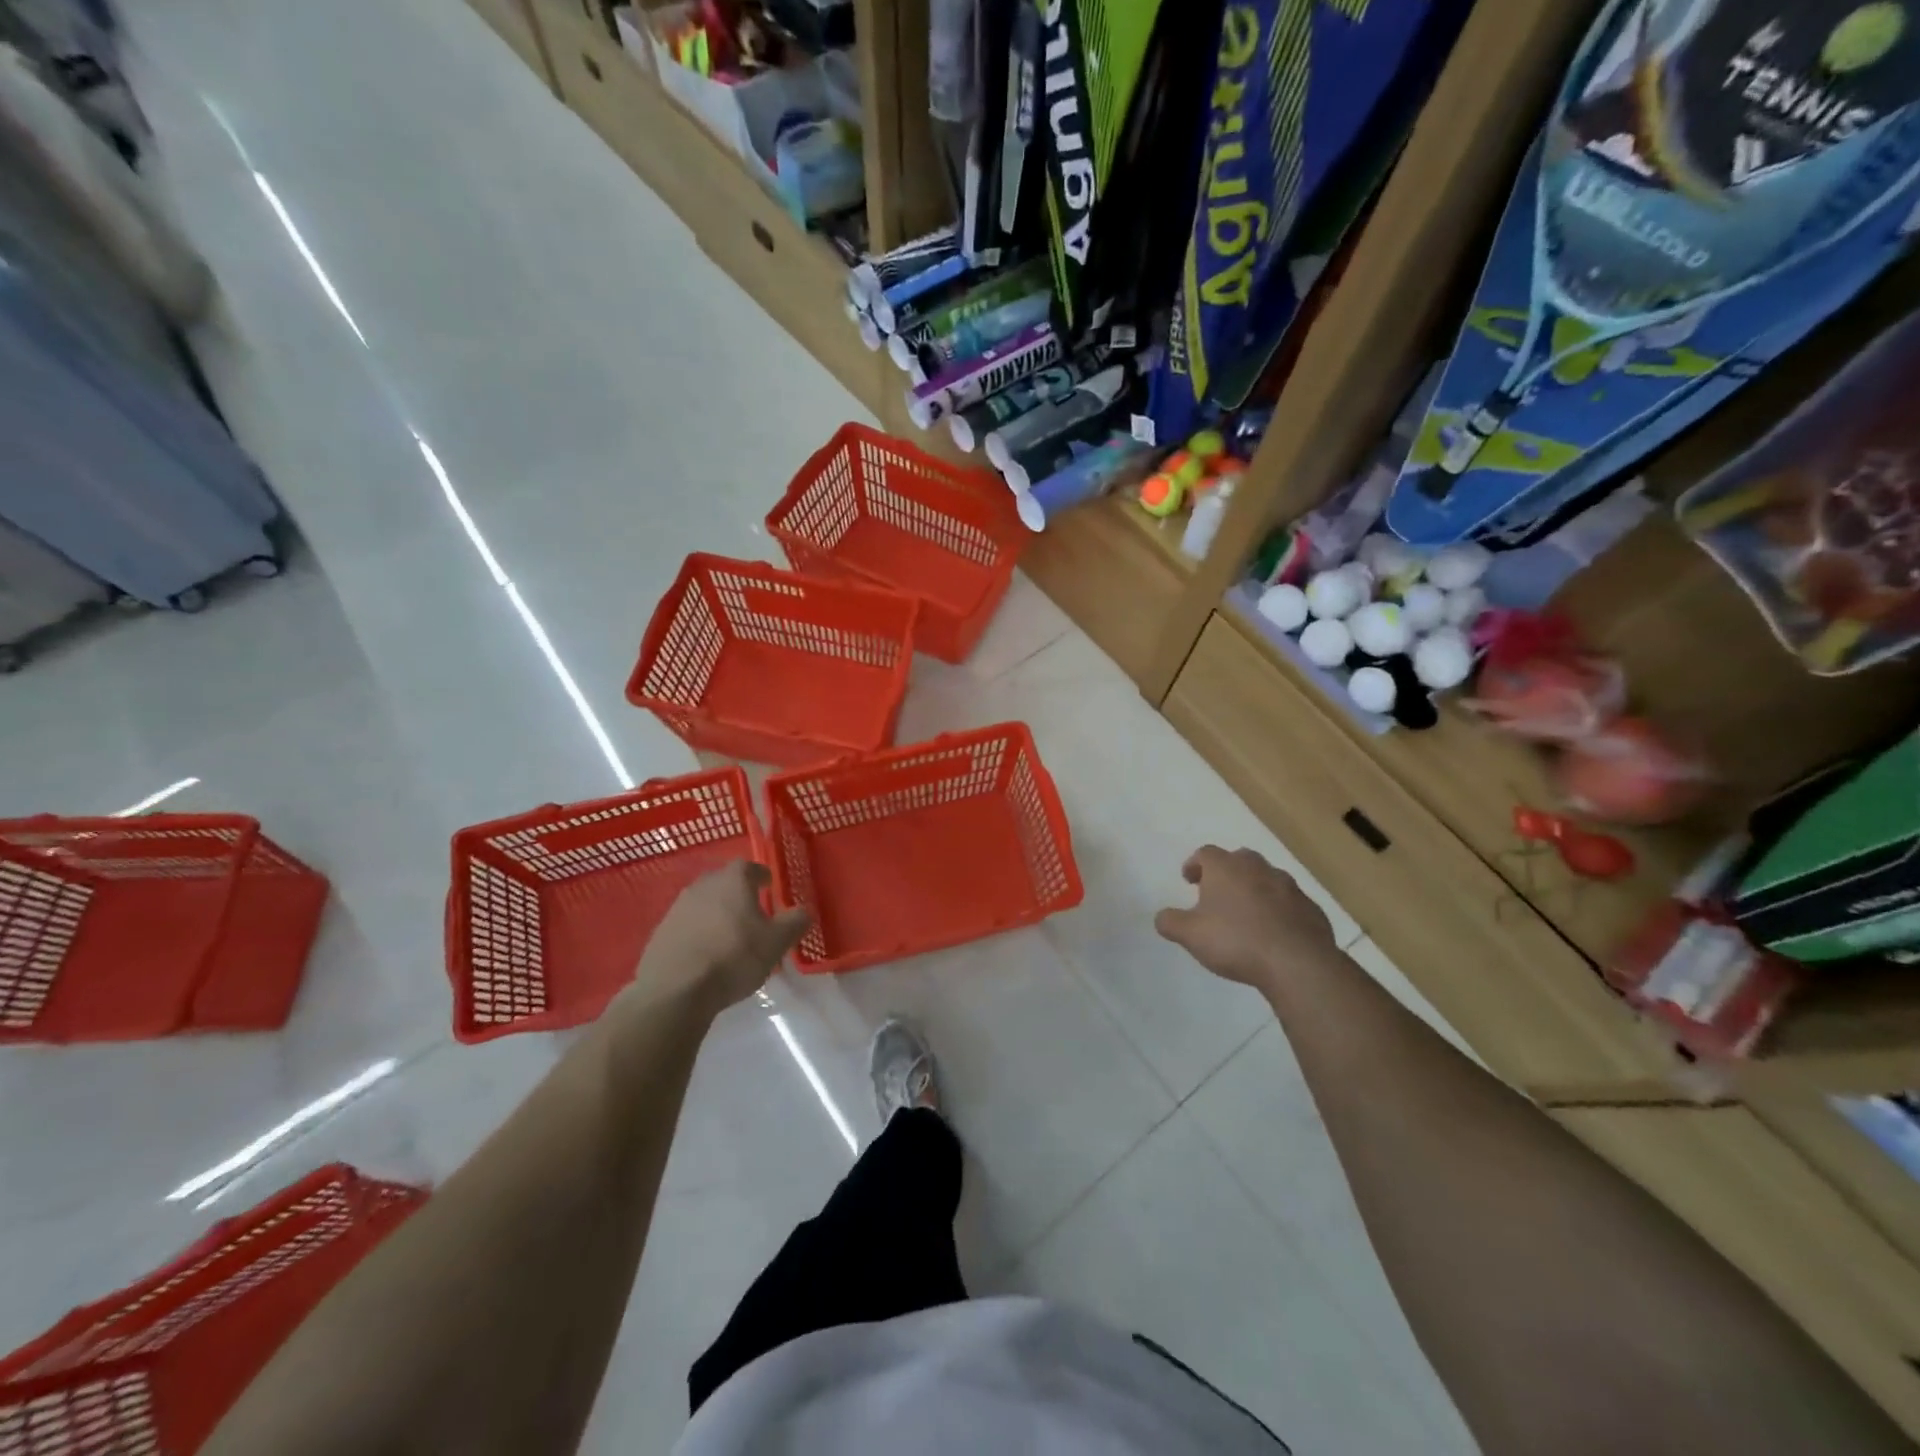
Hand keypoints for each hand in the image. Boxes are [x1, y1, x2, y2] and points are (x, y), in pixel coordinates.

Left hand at [629, 861, 810, 1016]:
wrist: (675, 990)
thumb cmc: (733, 957)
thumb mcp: (776, 942)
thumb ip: (794, 922)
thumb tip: (804, 911)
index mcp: (733, 880)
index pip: (750, 867)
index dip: (761, 876)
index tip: (769, 887)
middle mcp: (703, 885)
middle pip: (724, 882)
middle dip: (738, 894)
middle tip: (751, 912)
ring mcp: (677, 908)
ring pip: (704, 903)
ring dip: (716, 914)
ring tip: (728, 936)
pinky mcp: (660, 933)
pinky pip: (686, 925)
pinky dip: (698, 933)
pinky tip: (705, 954)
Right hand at [1155, 846, 1336, 993]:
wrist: (1297, 963)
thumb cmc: (1236, 941)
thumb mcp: (1190, 935)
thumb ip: (1170, 922)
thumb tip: (1162, 916)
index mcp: (1226, 868)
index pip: (1205, 853)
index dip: (1194, 865)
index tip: (1189, 880)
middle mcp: (1258, 868)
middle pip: (1239, 859)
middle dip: (1227, 872)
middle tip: (1217, 893)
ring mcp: (1289, 886)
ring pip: (1267, 879)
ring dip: (1254, 890)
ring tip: (1246, 914)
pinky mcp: (1311, 908)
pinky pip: (1289, 903)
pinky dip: (1278, 910)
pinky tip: (1273, 932)